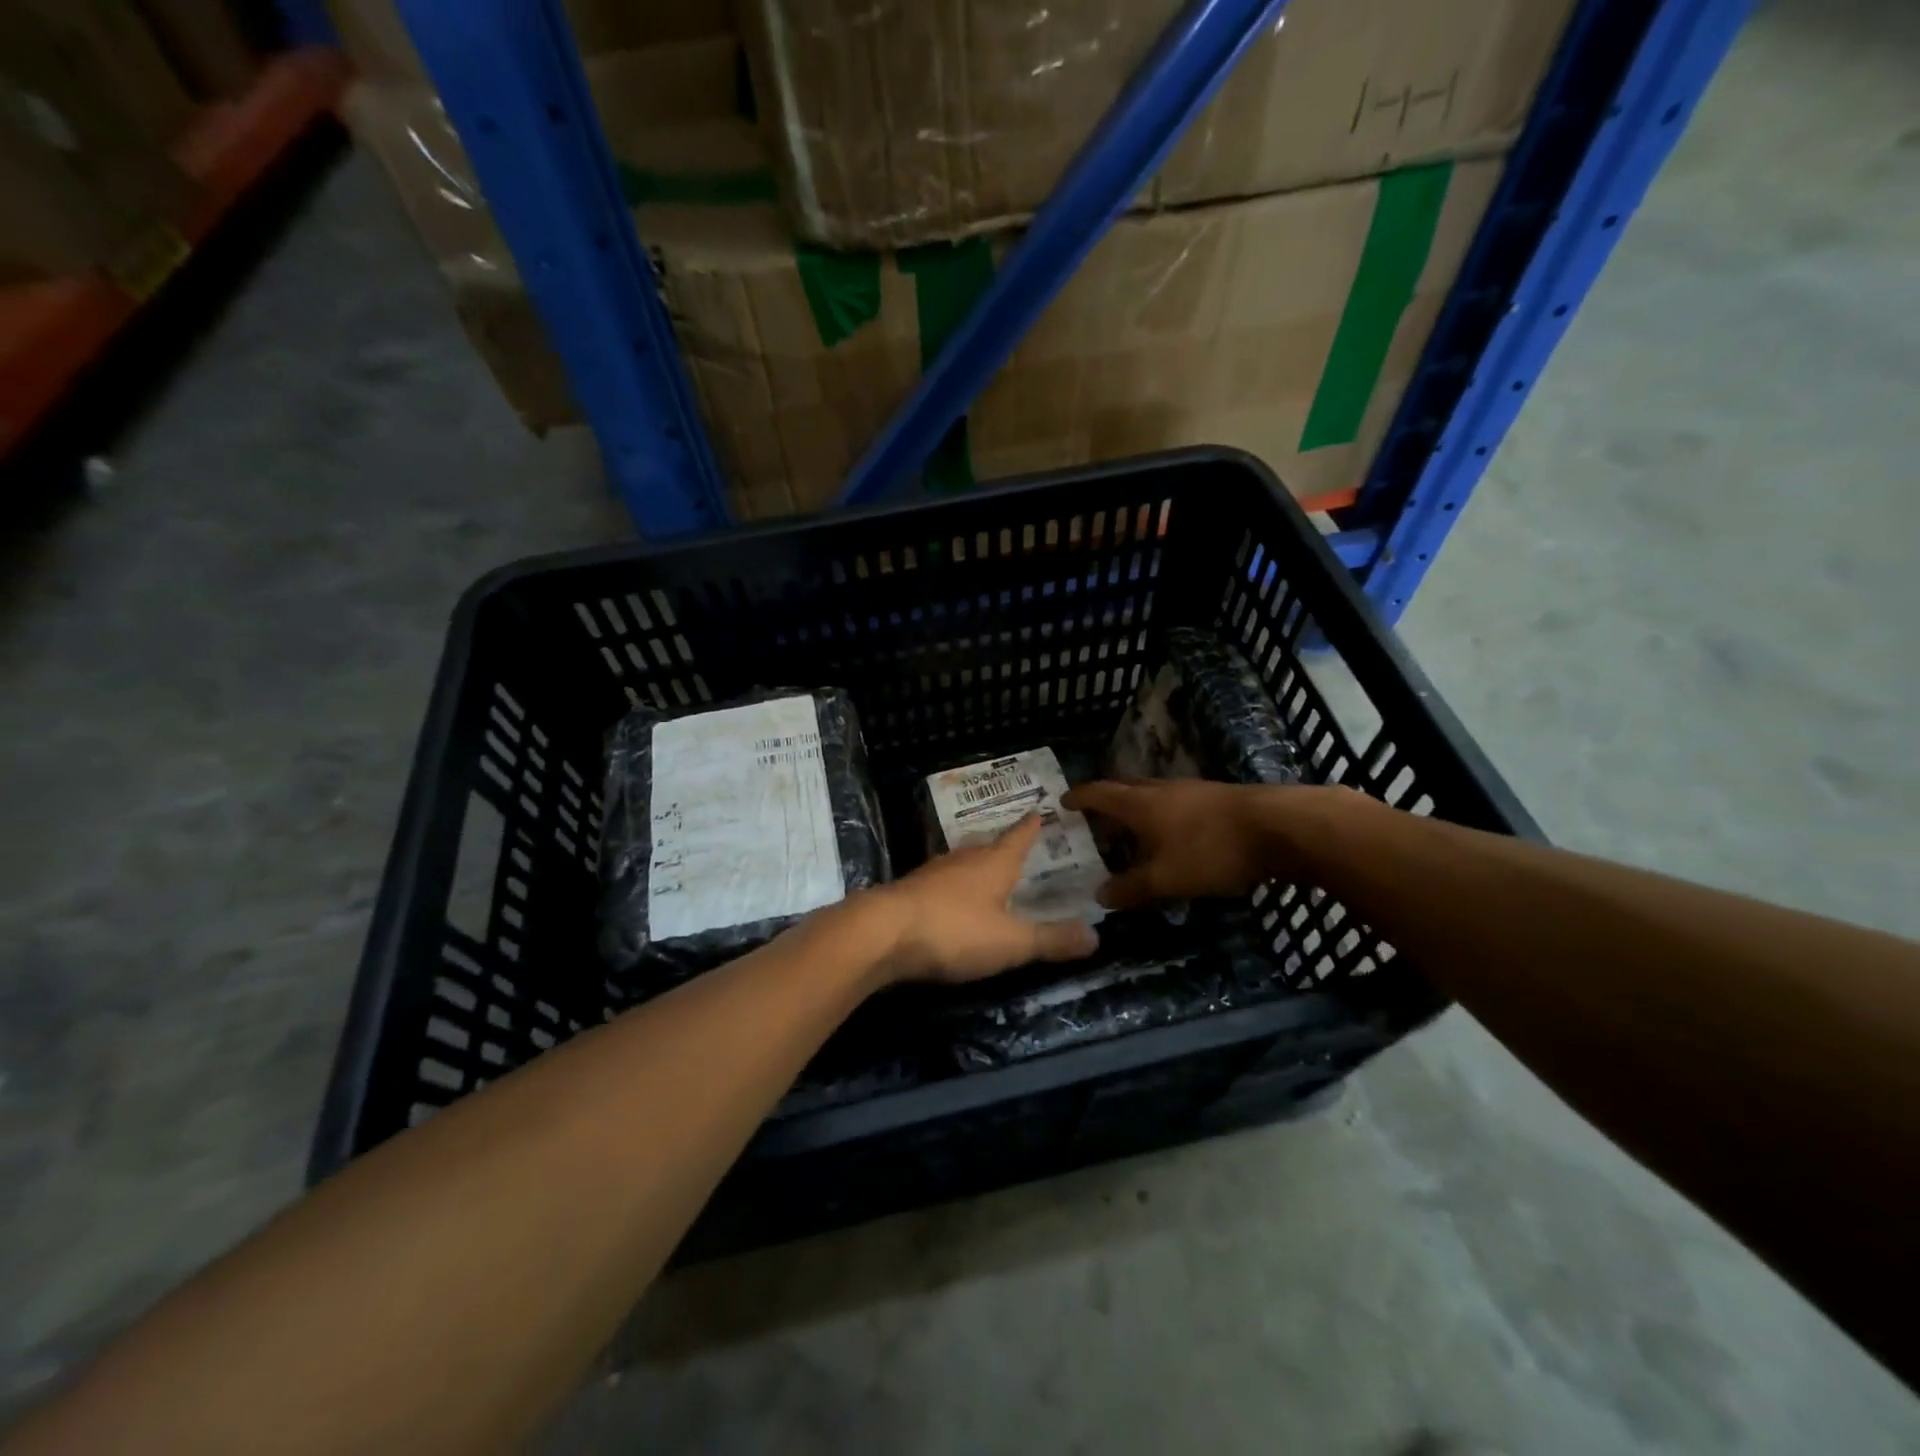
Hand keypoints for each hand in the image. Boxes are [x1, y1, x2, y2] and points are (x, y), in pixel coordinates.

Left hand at [867, 816, 1099, 984]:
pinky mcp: (909, 892)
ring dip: (974, 864)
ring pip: (960, 862)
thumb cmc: (955, 930)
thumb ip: (1052, 940)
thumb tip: (1097, 936)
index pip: (1018, 837)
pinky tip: (948, 898)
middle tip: (1013, 843)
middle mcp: (963, 859)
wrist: (882, 933)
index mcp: (994, 863)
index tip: (1038, 810)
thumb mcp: (1012, 942)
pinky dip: (951, 886)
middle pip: (987, 845)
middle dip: (1001, 844)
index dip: (1031, 826)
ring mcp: (932, 873)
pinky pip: (939, 882)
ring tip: (983, 869)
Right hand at [1062, 779, 1299, 909]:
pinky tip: (1174, 839)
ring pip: (1153, 797)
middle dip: (1107, 803)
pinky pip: (1177, 805)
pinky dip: (1164, 819)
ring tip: (1132, 835)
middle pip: (1125, 789)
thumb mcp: (1166, 879)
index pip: (1099, 793)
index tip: (1063, 802)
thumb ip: (1131, 888)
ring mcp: (1193, 791)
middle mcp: (1162, 790)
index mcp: (1140, 804)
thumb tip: (1099, 896)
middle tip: (1094, 822)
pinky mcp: (1218, 800)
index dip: (1079, 798)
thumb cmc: (1212, 850)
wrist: (1279, 828)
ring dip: (1138, 812)